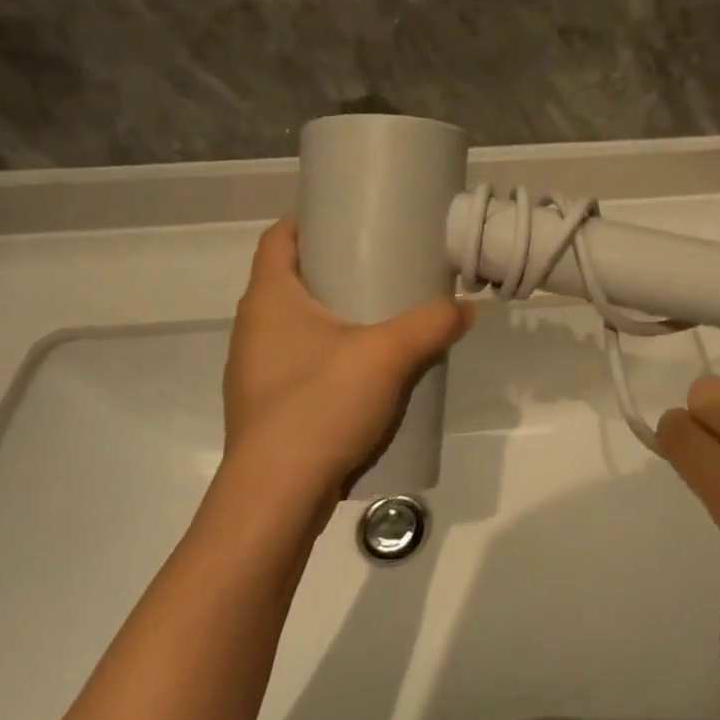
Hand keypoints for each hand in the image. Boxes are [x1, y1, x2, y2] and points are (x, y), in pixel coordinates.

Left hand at [223, 219, 473, 512]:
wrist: (275, 500)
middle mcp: (253, 328)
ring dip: (330, 314)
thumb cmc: (320, 406)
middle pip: (289, 278)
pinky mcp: (266, 407)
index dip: (308, 220)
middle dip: (331, 267)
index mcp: (270, 298)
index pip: (278, 238)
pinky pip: (297, 361)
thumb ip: (432, 324)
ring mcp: (254, 371)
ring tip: (377, 315)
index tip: (348, 219)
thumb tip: (466, 309)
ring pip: (293, 324)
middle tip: (378, 263)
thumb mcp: (389, 355)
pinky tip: (362, 371)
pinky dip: (326, 353)